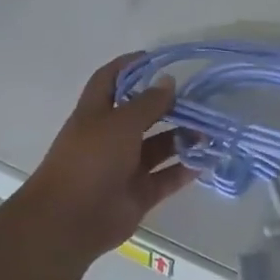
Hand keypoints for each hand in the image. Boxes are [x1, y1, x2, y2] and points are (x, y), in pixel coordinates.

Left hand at [13, 53, 197, 266]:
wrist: (70, 220)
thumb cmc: (90, 161)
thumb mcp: (119, 123)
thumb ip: (148, 103)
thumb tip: (168, 81)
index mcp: (96, 115)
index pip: (110, 80)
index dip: (129, 66)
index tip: (157, 59)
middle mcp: (110, 138)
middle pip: (142, 115)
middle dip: (168, 106)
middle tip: (199, 100)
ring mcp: (125, 167)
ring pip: (158, 147)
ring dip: (182, 137)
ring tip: (209, 131)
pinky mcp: (139, 193)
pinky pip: (166, 177)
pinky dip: (185, 169)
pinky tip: (207, 159)